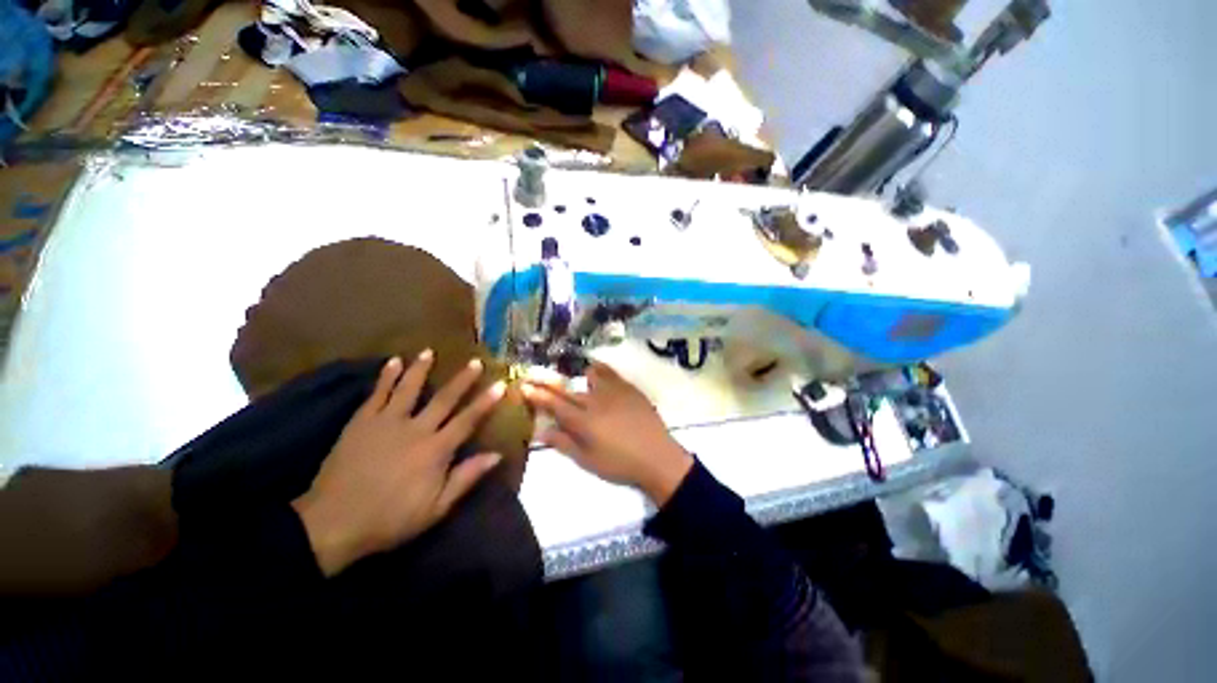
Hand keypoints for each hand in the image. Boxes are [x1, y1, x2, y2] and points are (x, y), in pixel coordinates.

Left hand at [292, 352, 504, 575]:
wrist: (332, 523)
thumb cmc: (390, 519)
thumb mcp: (436, 508)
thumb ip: (466, 478)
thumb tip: (497, 455)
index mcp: (436, 450)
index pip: (468, 420)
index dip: (486, 402)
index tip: (500, 384)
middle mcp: (415, 429)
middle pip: (444, 398)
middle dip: (462, 379)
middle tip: (475, 361)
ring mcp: (386, 422)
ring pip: (408, 389)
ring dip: (421, 368)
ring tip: (429, 352)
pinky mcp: (361, 422)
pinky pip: (377, 394)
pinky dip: (386, 376)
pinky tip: (392, 362)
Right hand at [522, 363, 692, 505]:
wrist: (657, 457)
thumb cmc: (619, 464)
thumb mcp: (587, 460)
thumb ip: (563, 443)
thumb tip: (540, 431)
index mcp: (583, 421)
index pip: (554, 404)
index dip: (537, 395)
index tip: (523, 386)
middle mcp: (595, 400)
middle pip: (565, 387)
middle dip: (546, 381)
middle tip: (533, 374)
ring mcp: (613, 391)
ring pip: (587, 375)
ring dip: (574, 375)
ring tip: (570, 377)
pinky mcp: (628, 387)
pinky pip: (609, 372)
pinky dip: (598, 369)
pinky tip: (594, 370)